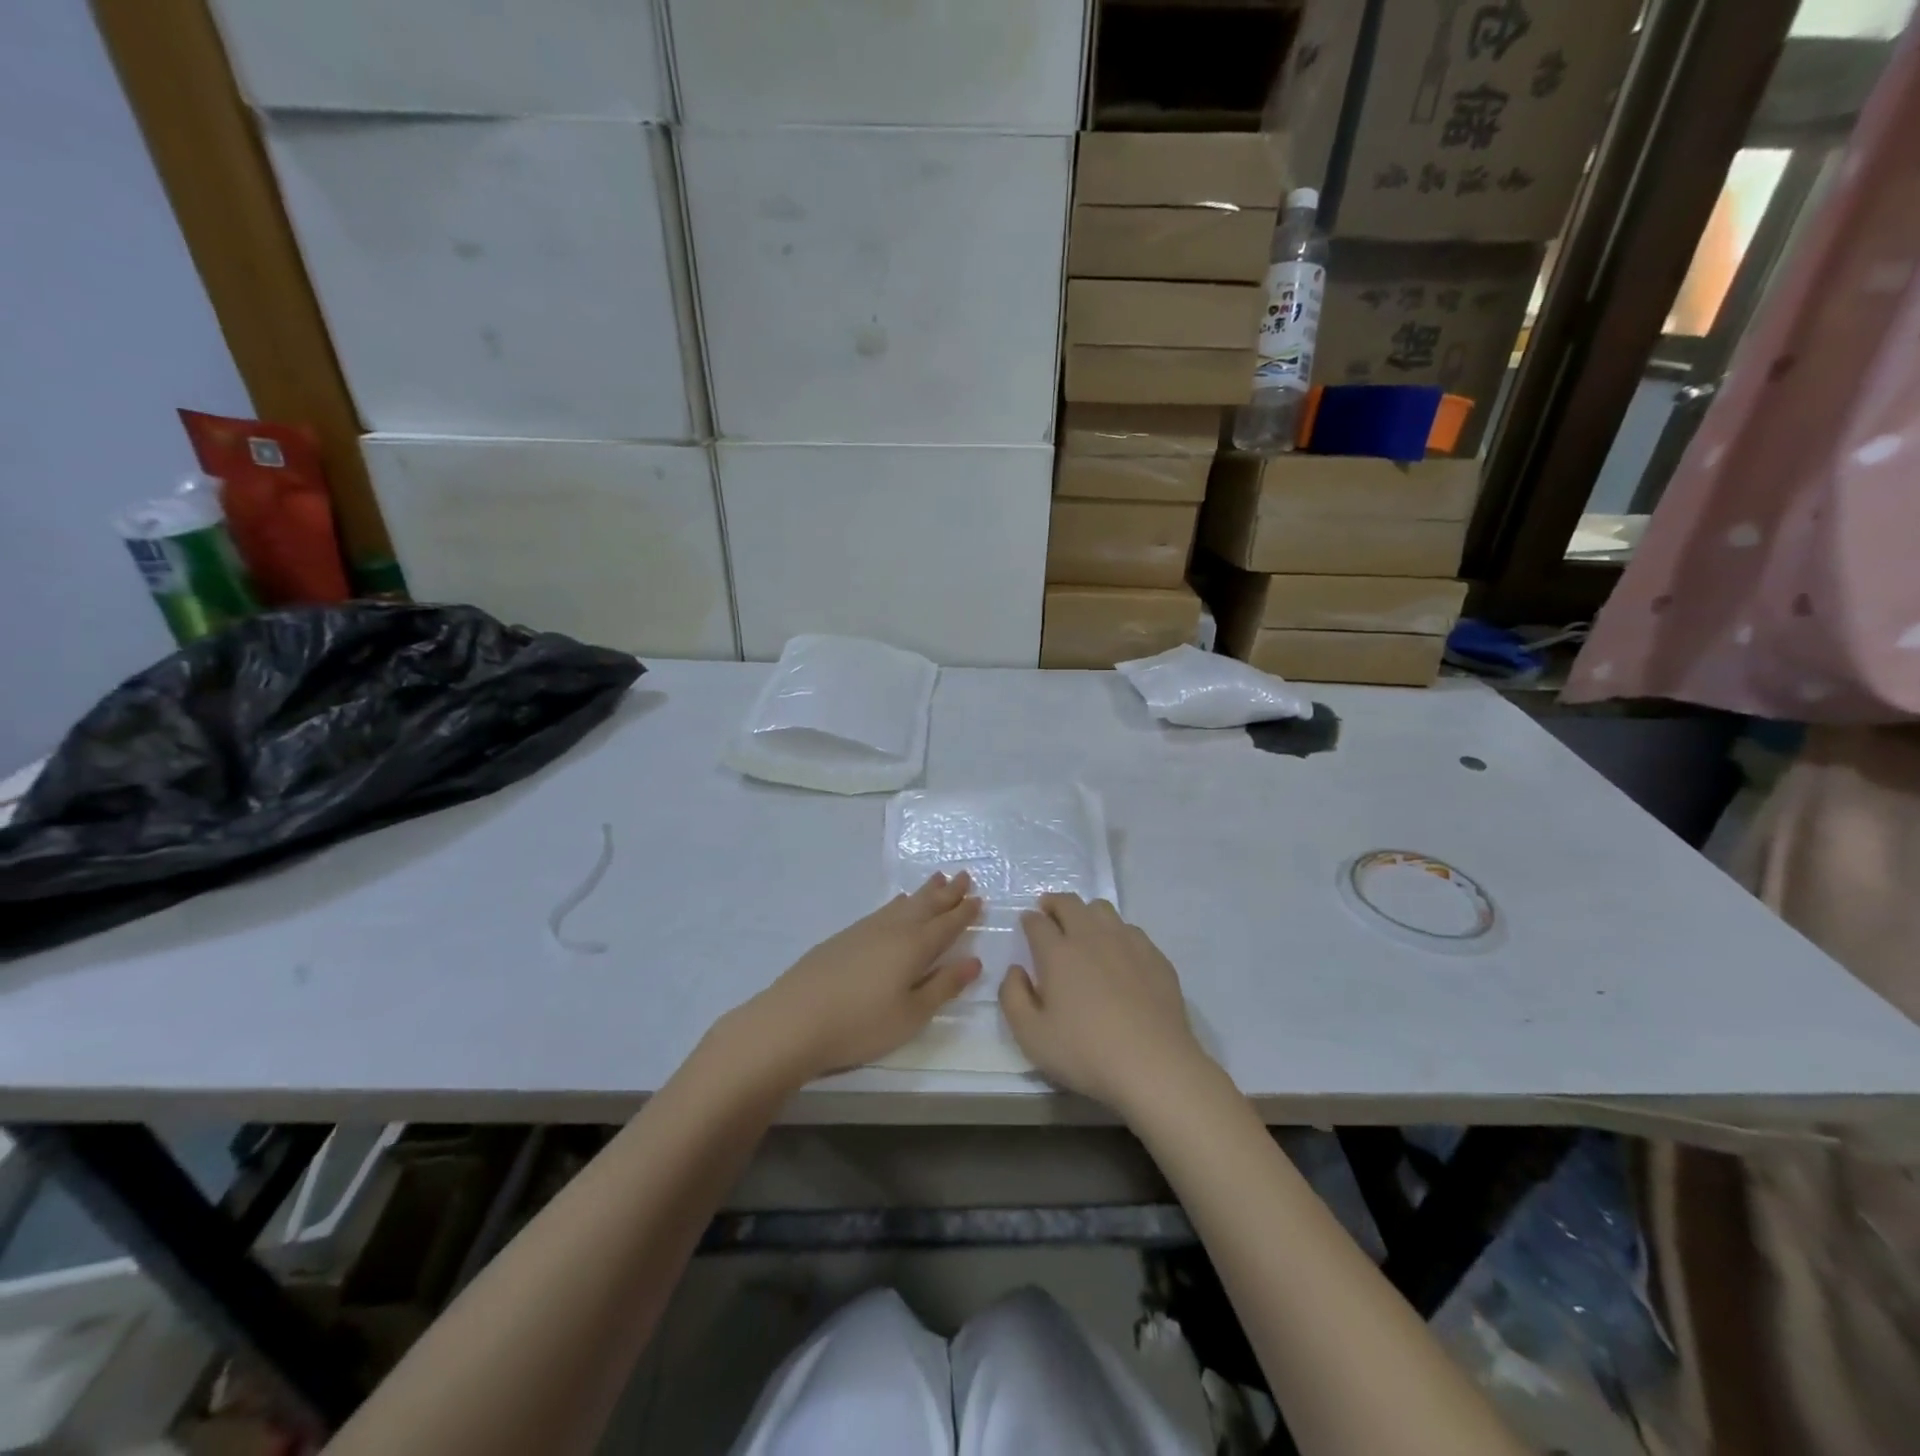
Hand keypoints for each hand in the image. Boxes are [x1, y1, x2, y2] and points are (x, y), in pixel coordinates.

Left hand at [728, 872, 981, 1084]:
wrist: (794, 1019)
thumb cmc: (861, 1023)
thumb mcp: (911, 1014)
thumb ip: (943, 986)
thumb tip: (974, 961)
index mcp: (915, 946)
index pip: (947, 924)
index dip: (965, 912)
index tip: (980, 898)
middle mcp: (893, 929)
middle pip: (926, 905)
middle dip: (948, 892)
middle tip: (964, 875)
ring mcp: (865, 930)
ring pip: (903, 904)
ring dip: (923, 892)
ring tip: (937, 879)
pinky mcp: (844, 937)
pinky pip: (883, 910)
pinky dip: (897, 904)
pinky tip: (896, 904)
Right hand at [999, 894, 1211, 1114]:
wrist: (1153, 1064)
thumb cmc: (1085, 1052)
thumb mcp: (1031, 1036)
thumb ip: (1012, 997)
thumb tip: (1015, 970)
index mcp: (1057, 953)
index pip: (1037, 922)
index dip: (1029, 920)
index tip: (1027, 924)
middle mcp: (1091, 936)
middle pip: (1069, 904)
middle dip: (1054, 903)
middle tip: (1049, 913)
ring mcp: (1127, 942)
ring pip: (1102, 909)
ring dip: (1086, 913)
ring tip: (1083, 929)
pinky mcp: (1154, 956)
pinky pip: (1130, 930)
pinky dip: (1116, 933)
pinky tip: (1118, 954)